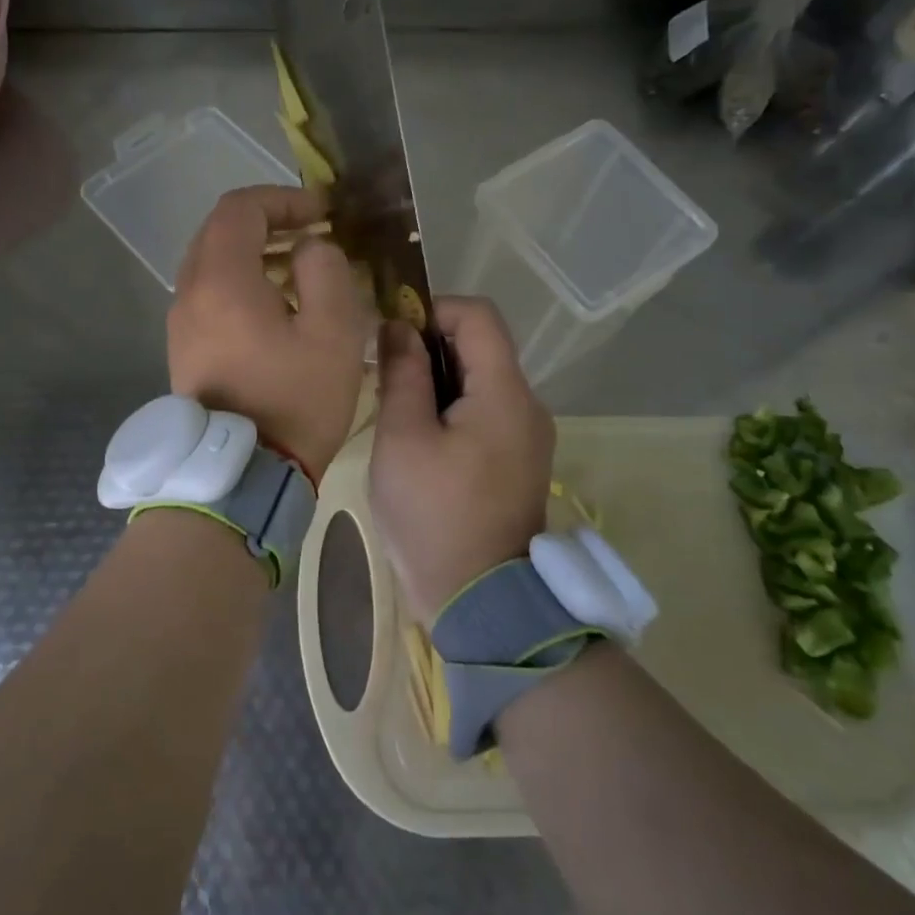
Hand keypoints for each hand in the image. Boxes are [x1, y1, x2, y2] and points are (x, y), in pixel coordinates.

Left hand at [168, 186, 368, 479]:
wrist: (243, 476)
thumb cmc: (295, 400)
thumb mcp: (334, 331)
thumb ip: (326, 271)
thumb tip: (309, 249)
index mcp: (221, 280)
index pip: (241, 209)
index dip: (284, 199)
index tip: (322, 213)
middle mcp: (189, 293)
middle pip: (220, 231)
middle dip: (269, 222)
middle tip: (312, 234)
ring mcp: (181, 323)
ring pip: (212, 263)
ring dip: (255, 253)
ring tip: (301, 269)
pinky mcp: (184, 349)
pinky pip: (209, 294)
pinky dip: (241, 282)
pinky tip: (276, 306)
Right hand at [371, 298, 554, 619]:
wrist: (482, 603)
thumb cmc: (435, 517)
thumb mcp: (403, 440)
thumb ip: (402, 374)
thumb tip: (399, 327)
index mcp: (505, 393)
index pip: (478, 315)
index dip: (432, 310)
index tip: (393, 338)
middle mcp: (528, 406)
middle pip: (481, 347)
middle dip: (430, 349)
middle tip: (386, 379)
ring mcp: (529, 436)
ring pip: (482, 381)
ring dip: (439, 381)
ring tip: (398, 414)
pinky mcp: (520, 461)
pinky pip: (487, 413)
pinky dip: (454, 410)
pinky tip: (422, 442)